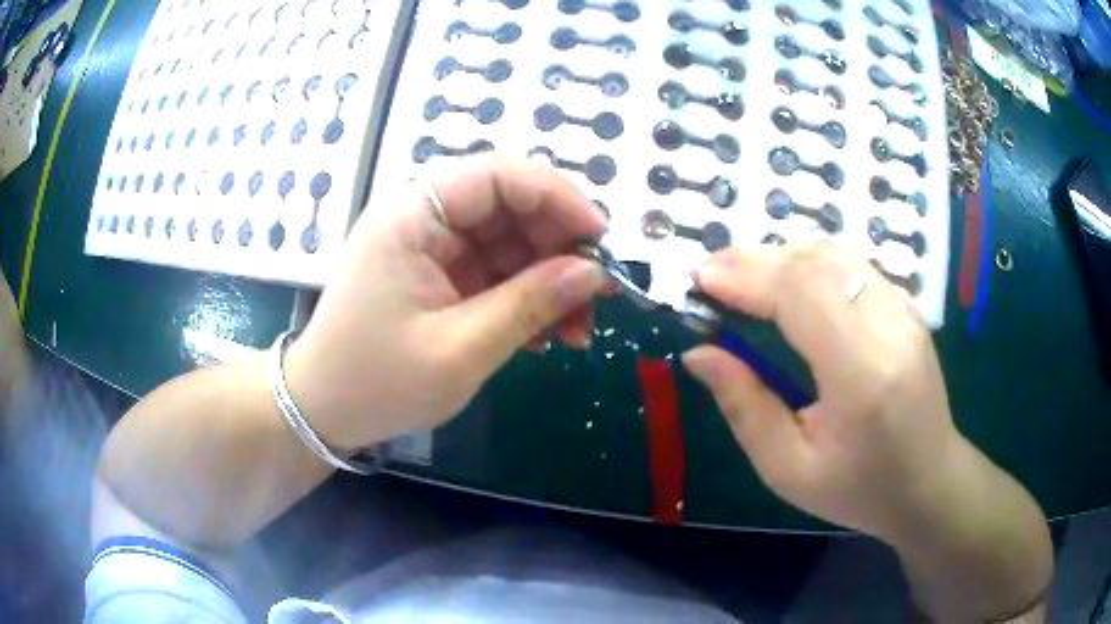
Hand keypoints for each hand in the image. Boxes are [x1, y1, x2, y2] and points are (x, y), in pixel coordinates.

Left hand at [286, 155, 606, 448]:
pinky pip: (495, 271)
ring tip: (575, 331)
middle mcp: (423, 216)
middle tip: (597, 298)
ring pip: (510, 242)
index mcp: (413, 215)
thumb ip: (530, 304)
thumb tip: (594, 271)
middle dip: (559, 250)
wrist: (324, 410)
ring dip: (549, 281)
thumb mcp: (461, 349)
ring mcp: (431, 246)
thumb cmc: (378, 382)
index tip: (600, 241)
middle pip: (510, 207)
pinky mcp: (438, 274)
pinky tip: (544, 335)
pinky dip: (525, 298)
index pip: (499, 175)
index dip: (558, 198)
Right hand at [681, 243, 961, 538]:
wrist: (930, 482)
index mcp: (862, 376)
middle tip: (709, 272)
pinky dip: (809, 262)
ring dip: (780, 256)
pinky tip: (785, 280)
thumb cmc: (860, 489)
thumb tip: (698, 354)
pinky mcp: (907, 307)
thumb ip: (744, 407)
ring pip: (835, 256)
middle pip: (817, 265)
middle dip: (755, 260)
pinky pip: (852, 266)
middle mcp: (889, 328)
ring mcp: (904, 311)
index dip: (746, 278)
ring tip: (739, 274)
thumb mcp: (788, 470)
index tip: (700, 278)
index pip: (801, 297)